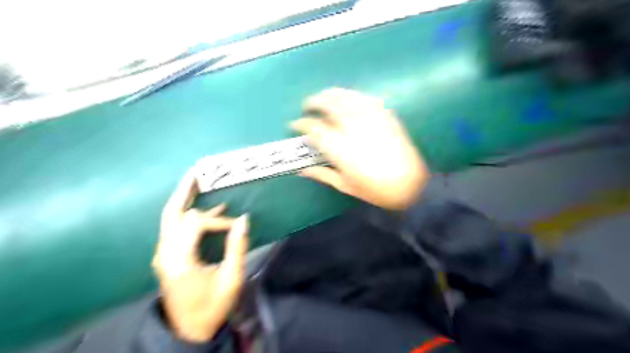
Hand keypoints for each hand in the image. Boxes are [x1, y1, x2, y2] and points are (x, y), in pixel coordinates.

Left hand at [152, 170, 248, 341]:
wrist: (189, 331)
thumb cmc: (212, 307)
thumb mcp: (231, 279)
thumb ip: (237, 247)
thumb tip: (244, 219)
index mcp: (179, 259)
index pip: (196, 223)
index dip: (219, 220)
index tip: (237, 227)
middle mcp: (165, 253)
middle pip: (172, 213)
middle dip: (185, 191)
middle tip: (196, 172)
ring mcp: (163, 255)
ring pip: (171, 219)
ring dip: (186, 201)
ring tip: (199, 183)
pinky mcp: (167, 257)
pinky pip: (176, 229)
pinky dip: (189, 216)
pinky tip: (205, 210)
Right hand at [291, 89, 428, 208]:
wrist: (410, 186)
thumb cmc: (376, 190)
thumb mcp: (345, 186)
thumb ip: (322, 174)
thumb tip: (303, 170)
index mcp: (340, 148)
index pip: (314, 128)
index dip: (302, 124)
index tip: (295, 124)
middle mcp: (353, 128)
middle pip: (329, 104)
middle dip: (315, 101)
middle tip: (308, 105)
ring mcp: (371, 119)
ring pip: (347, 97)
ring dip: (332, 94)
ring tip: (325, 96)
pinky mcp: (386, 116)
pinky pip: (367, 99)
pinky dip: (354, 96)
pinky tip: (349, 98)